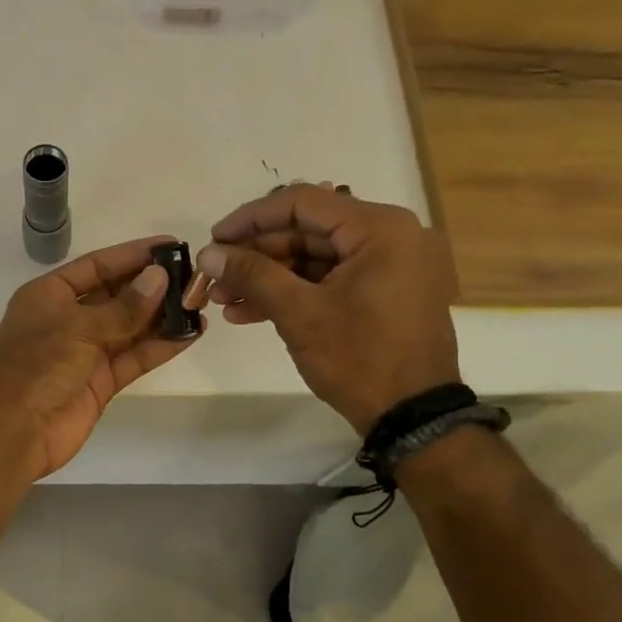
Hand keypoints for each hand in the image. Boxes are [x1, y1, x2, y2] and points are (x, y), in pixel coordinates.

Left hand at [0, 236, 197, 478]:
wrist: (13, 431)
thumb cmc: (36, 366)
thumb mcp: (78, 327)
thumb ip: (122, 307)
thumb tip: (159, 278)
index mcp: (49, 295)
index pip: (96, 266)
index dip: (132, 255)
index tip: (170, 245)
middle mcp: (68, 319)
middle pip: (116, 295)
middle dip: (152, 285)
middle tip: (193, 275)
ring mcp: (85, 352)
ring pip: (130, 327)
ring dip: (162, 316)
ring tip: (200, 302)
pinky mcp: (101, 381)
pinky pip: (134, 357)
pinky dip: (160, 346)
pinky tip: (191, 334)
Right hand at [196, 185, 460, 433]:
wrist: (413, 418)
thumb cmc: (360, 359)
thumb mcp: (300, 314)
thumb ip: (252, 274)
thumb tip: (208, 253)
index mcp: (379, 229)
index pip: (302, 203)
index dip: (251, 218)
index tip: (214, 238)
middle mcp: (389, 236)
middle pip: (306, 230)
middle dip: (255, 255)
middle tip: (215, 276)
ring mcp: (388, 265)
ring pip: (313, 257)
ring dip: (268, 277)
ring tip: (224, 300)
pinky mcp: (383, 292)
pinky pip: (329, 279)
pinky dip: (293, 292)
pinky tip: (250, 312)